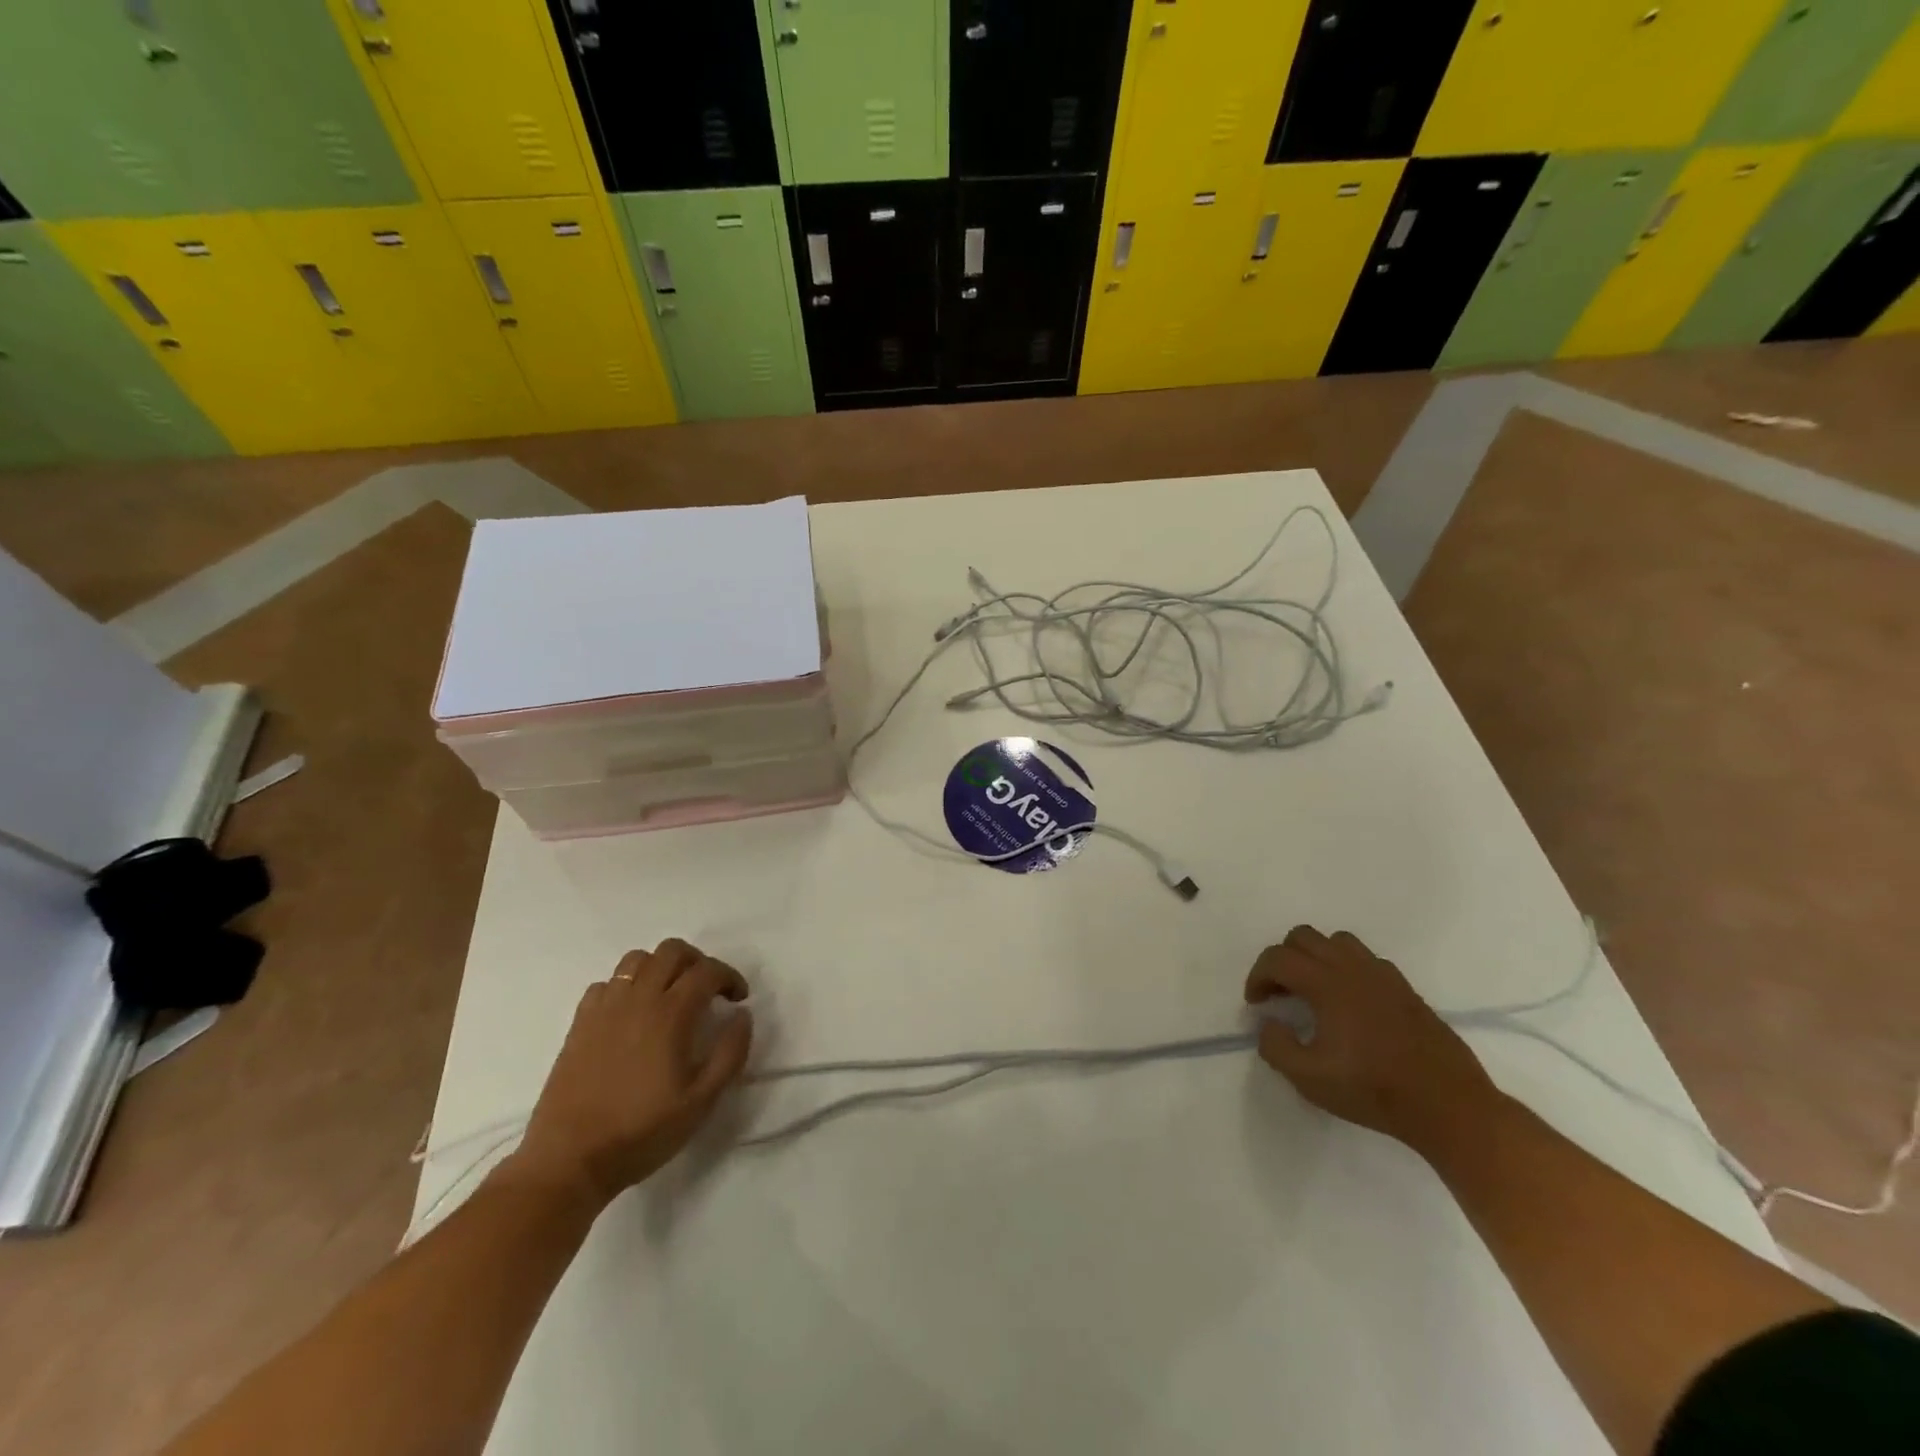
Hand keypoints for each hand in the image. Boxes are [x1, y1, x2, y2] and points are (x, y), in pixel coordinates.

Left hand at [503, 939, 753, 1209]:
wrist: (569, 1160)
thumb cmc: (642, 1131)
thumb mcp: (702, 1101)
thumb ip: (730, 1052)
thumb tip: (742, 1015)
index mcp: (671, 1014)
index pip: (708, 970)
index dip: (729, 977)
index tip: (738, 998)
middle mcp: (638, 999)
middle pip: (672, 950)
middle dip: (698, 962)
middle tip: (707, 990)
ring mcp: (605, 1008)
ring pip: (637, 959)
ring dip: (661, 967)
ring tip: (670, 995)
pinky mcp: (580, 1022)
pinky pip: (606, 983)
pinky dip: (626, 987)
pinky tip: (631, 1014)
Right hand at [1244, 926, 1495, 1150]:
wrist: (1447, 1105)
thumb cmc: (1373, 1089)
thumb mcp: (1308, 1078)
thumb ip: (1276, 1046)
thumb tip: (1270, 1024)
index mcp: (1326, 983)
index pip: (1277, 958)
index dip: (1258, 976)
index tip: (1255, 1004)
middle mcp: (1352, 968)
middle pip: (1304, 937)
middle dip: (1282, 959)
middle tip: (1280, 993)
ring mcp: (1382, 975)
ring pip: (1337, 941)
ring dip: (1316, 957)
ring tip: (1313, 990)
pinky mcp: (1404, 989)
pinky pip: (1366, 959)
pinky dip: (1346, 968)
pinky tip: (1349, 1002)